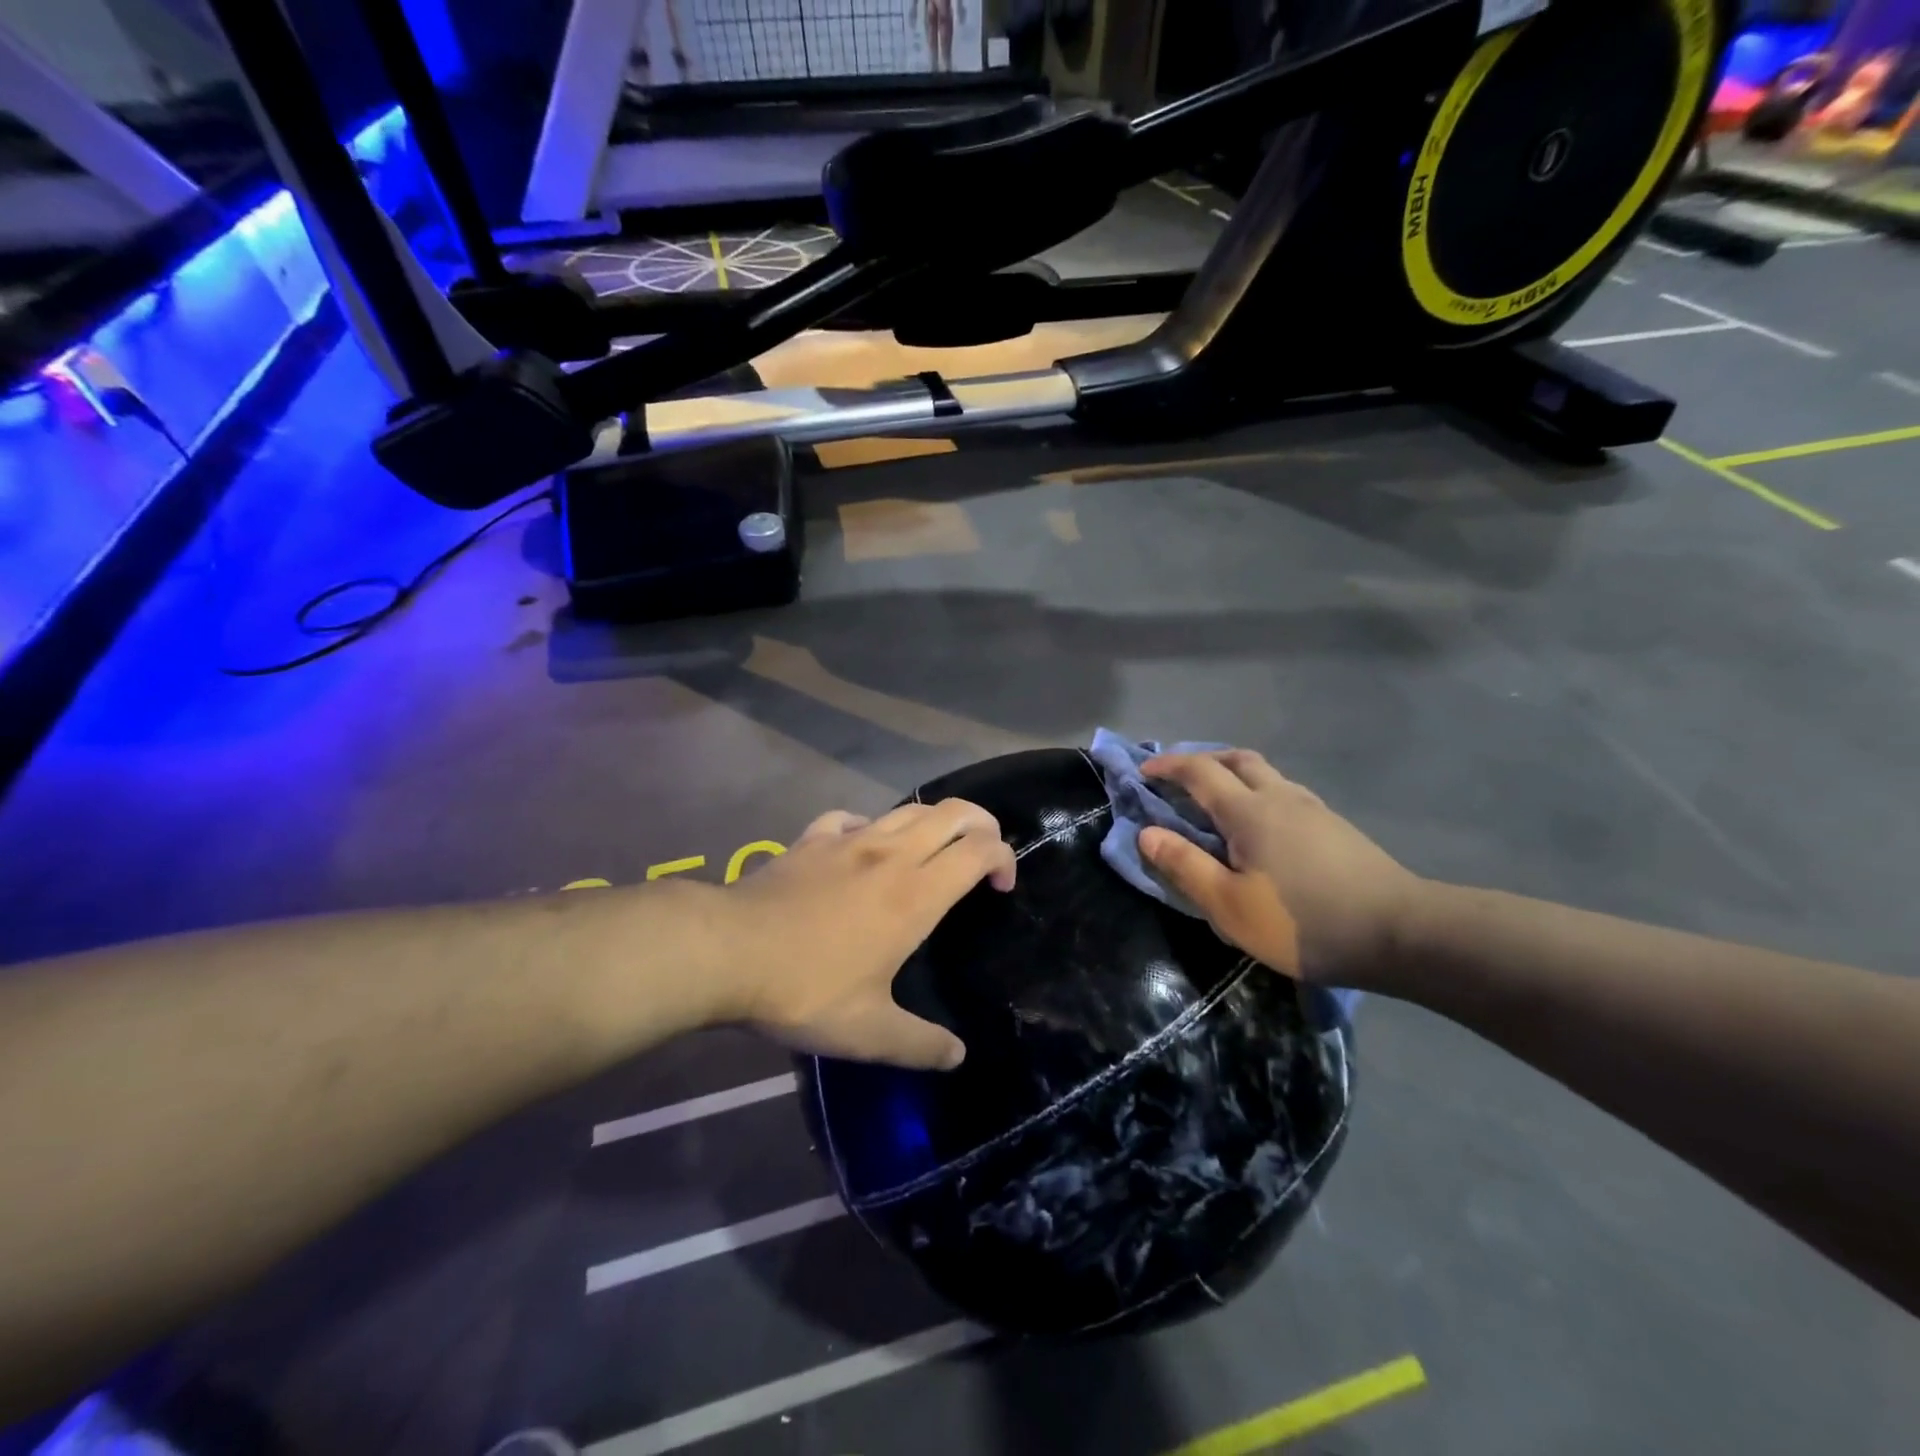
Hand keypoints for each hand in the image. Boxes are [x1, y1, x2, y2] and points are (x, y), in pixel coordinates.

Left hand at [722, 800, 1015, 1069]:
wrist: (726, 951)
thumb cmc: (806, 988)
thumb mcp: (868, 1034)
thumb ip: (919, 1045)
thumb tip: (957, 1056)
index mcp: (916, 894)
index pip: (979, 850)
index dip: (1003, 858)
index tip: (1001, 888)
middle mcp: (891, 854)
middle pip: (952, 813)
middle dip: (981, 824)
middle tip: (982, 855)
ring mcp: (849, 840)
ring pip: (907, 809)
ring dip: (933, 822)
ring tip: (932, 851)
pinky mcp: (812, 839)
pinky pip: (853, 817)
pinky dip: (871, 825)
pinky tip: (862, 847)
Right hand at [1139, 750, 1422, 987]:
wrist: (1401, 934)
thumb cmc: (1303, 922)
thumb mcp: (1229, 905)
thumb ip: (1184, 866)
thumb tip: (1146, 833)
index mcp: (1249, 811)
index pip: (1199, 771)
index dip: (1167, 765)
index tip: (1142, 771)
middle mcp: (1280, 797)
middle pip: (1237, 759)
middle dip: (1202, 761)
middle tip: (1179, 780)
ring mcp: (1313, 809)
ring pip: (1265, 774)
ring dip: (1233, 776)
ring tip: (1216, 804)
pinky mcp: (1335, 827)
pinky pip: (1284, 793)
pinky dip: (1258, 794)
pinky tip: (1261, 830)